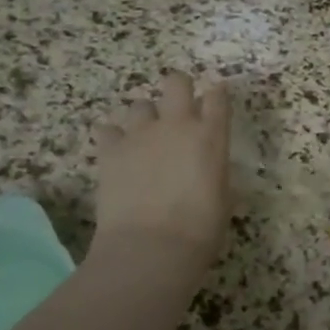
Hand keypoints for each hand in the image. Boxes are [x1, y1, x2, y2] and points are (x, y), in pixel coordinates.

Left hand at [91, 71, 231, 267]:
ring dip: (144, 118)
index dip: (217, 94)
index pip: (218, 97)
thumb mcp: (223, 199)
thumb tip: (210, 173)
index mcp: (211, 136)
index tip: (216, 100)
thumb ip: (215, 174)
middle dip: (178, 88)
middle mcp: (176, 124)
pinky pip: (107, 130)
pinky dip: (111, 138)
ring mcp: (140, 134)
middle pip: (176, 82)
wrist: (152, 247)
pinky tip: (116, 153)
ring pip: (139, 105)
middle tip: (178, 109)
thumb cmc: (200, 230)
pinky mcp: (110, 150)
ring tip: (143, 140)